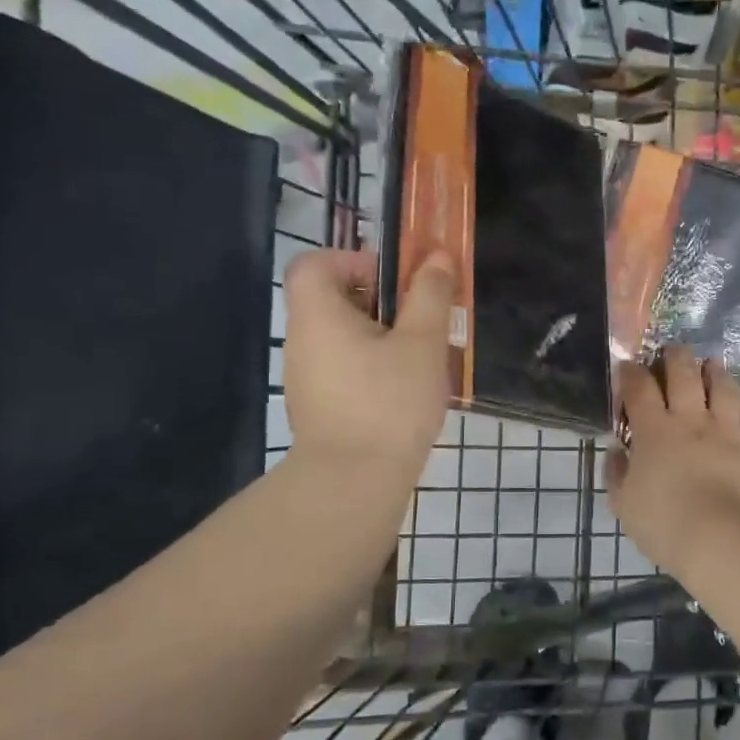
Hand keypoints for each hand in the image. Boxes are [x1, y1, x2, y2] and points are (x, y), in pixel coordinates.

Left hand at [282, 248, 453, 474]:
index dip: (351, 261)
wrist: (353, 482)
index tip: (391, 282)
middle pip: (330, 301)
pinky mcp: (316, 408)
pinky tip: (401, 393)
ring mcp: (305, 379)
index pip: (314, 264)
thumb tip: (437, 257)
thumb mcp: (422, 343)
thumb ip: (430, 296)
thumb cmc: (389, 402)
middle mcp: (302, 342)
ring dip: (377, 338)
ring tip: (417, 360)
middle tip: (417, 321)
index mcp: (318, 316)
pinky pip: (342, 370)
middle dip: (377, 302)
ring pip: (340, 339)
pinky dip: (369, 368)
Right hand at [606, 345, 739, 573]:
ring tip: (713, 365)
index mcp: (654, 430)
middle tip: (674, 351)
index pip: (639, 387)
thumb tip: (616, 451)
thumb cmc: (662, 521)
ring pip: (724, 388)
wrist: (718, 537)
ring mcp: (728, 431)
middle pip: (684, 374)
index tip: (628, 366)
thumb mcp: (623, 503)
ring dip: (717, 372)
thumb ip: (617, 472)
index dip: (631, 372)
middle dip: (677, 356)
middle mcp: (691, 420)